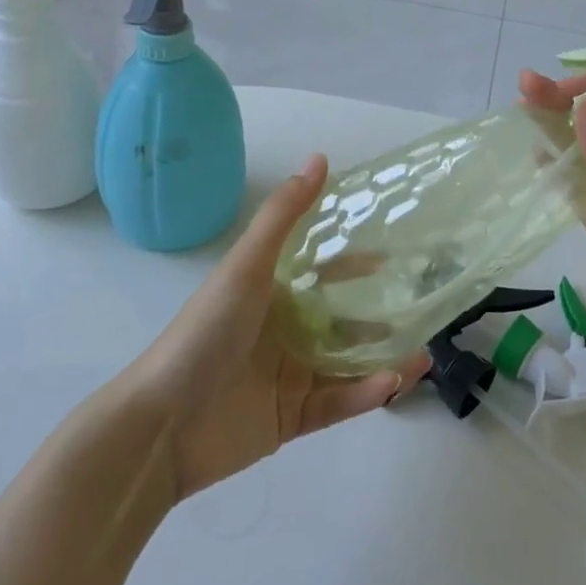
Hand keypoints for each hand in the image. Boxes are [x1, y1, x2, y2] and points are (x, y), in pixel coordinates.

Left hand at [131, 157, 430, 500]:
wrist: (161, 425)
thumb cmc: (205, 333)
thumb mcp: (246, 266)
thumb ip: (284, 215)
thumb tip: (319, 158)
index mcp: (271, 294)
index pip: (323, 274)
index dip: (356, 266)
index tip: (394, 259)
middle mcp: (283, 332)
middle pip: (342, 320)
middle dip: (381, 316)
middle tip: (422, 310)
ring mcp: (289, 376)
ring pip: (348, 363)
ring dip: (384, 357)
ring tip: (424, 352)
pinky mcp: (292, 418)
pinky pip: (338, 402)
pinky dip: (366, 393)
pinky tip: (394, 382)